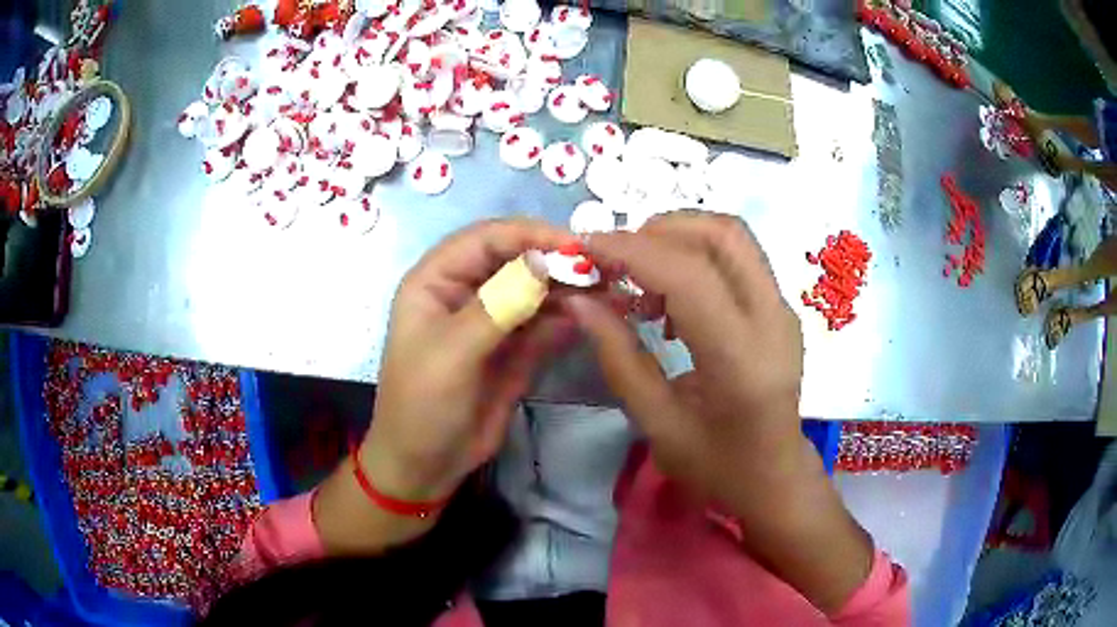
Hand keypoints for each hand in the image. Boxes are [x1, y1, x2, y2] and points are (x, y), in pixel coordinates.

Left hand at [315, 219, 575, 552]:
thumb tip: (544, 261)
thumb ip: (499, 305)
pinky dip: (569, 318)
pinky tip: (595, 317)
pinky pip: (545, 324)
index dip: (529, 235)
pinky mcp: (514, 349)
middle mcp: (465, 292)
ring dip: (571, 290)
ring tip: (612, 292)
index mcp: (436, 281)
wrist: (426, 465)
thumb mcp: (453, 353)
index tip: (575, 245)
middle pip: (516, 261)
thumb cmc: (423, 404)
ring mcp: (493, 321)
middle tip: (605, 269)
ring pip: (535, 291)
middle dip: (557, 262)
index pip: (485, 239)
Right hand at [570, 211, 804, 505]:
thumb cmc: (716, 466)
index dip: (632, 250)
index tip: (586, 249)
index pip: (689, 275)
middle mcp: (773, 320)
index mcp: (741, 360)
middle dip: (659, 229)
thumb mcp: (657, 424)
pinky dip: (696, 257)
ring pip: (732, 237)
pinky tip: (672, 300)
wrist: (775, 477)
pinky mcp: (781, 308)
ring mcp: (783, 309)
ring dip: (678, 239)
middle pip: (722, 234)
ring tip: (641, 282)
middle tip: (616, 259)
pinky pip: (737, 258)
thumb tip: (580, 300)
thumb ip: (618, 357)